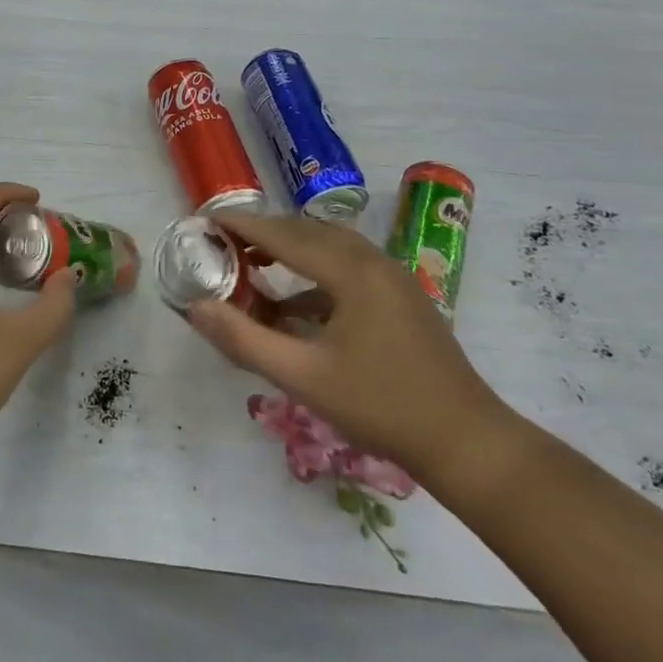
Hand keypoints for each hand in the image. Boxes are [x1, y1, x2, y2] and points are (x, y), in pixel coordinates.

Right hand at [186, 211, 507, 484]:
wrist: (466, 442)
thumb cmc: (381, 407)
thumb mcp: (303, 377)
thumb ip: (245, 340)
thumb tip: (195, 308)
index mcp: (351, 271)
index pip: (284, 234)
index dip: (243, 225)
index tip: (207, 219)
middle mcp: (373, 261)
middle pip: (308, 232)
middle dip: (265, 233)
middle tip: (225, 243)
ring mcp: (393, 278)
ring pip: (331, 246)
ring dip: (291, 249)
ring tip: (255, 263)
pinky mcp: (402, 298)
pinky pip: (348, 267)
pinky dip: (315, 273)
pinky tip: (296, 305)